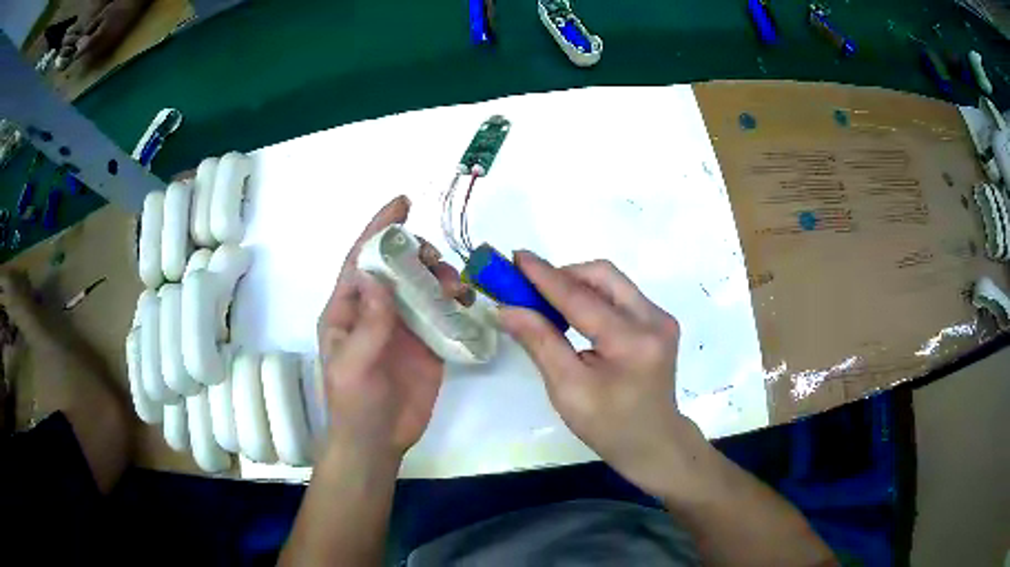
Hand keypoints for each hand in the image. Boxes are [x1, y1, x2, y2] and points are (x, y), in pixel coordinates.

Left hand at [317, 196, 467, 461]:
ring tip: (455, 287)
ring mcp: (402, 325)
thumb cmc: (354, 403)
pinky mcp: (426, 342)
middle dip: (416, 253)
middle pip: (396, 266)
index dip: (379, 228)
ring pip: (422, 285)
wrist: (378, 441)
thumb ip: (367, 322)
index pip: (361, 259)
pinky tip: (464, 302)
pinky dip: (454, 302)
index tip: (402, 203)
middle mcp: (375, 309)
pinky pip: (442, 312)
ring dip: (439, 276)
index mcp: (348, 309)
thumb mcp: (353, 364)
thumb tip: (375, 275)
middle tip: (436, 261)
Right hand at [499, 252, 692, 495]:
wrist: (653, 443)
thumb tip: (506, 309)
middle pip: (604, 275)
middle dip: (564, 275)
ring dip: (578, 285)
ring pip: (613, 282)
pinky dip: (594, 297)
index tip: (516, 256)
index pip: (580, 298)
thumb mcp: (567, 389)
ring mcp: (661, 319)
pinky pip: (621, 295)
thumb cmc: (608, 425)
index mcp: (632, 341)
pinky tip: (575, 314)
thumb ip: (540, 342)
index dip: (545, 276)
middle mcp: (654, 319)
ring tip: (548, 302)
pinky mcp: (659, 323)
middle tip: (531, 288)